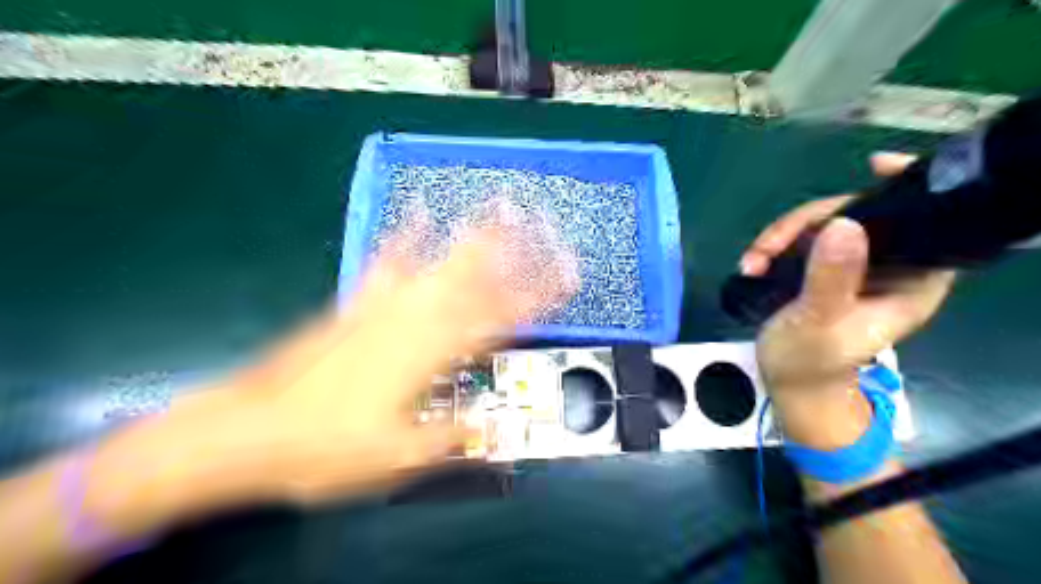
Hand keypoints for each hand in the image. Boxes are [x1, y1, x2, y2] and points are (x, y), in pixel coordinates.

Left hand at [200, 203, 578, 500]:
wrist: (252, 432)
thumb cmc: (329, 449)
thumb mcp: (399, 458)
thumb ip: (451, 436)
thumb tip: (496, 430)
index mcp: (433, 357)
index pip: (500, 321)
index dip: (537, 297)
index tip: (565, 276)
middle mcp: (416, 322)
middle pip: (475, 280)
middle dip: (514, 251)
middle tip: (541, 222)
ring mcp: (385, 306)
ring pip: (441, 263)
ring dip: (474, 233)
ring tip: (499, 206)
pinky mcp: (357, 303)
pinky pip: (388, 261)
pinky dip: (405, 234)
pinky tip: (418, 209)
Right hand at [745, 152, 954, 445]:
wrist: (787, 384)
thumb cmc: (809, 362)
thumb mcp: (818, 323)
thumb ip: (832, 278)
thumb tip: (845, 225)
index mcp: (909, 283)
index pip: (924, 224)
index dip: (904, 190)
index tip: (872, 166)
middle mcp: (886, 268)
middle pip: (856, 217)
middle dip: (805, 224)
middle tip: (766, 248)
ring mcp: (852, 267)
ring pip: (821, 226)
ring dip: (779, 238)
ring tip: (752, 263)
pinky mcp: (822, 269)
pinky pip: (800, 240)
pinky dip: (772, 248)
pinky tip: (752, 265)